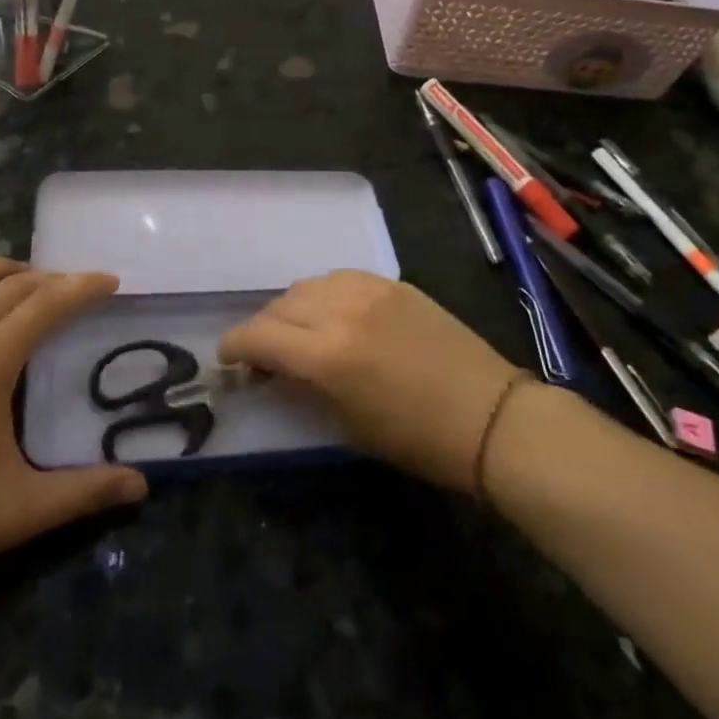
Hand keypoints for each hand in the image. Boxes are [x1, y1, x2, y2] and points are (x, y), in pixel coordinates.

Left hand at [0, 259, 146, 582]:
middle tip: (77, 287)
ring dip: (0, 271)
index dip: (80, 288)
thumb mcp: (20, 511)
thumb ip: (84, 493)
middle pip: (8, 287)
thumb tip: (142, 486)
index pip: (43, 306)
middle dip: (49, 279)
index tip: (109, 281)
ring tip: (26, 279)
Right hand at [219, 271, 527, 492]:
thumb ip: (303, 388)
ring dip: (292, 308)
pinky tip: (333, 314)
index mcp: (327, 354)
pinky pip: (341, 278)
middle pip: (280, 305)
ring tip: (299, 332)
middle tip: (265, 354)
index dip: (235, 347)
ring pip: (308, 285)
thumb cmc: (417, 439)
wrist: (490, 416)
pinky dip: (325, 294)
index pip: (259, 336)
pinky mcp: (393, 283)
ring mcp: (370, 290)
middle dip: (263, 329)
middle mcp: (341, 311)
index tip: (227, 359)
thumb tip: (272, 372)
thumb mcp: (347, 424)